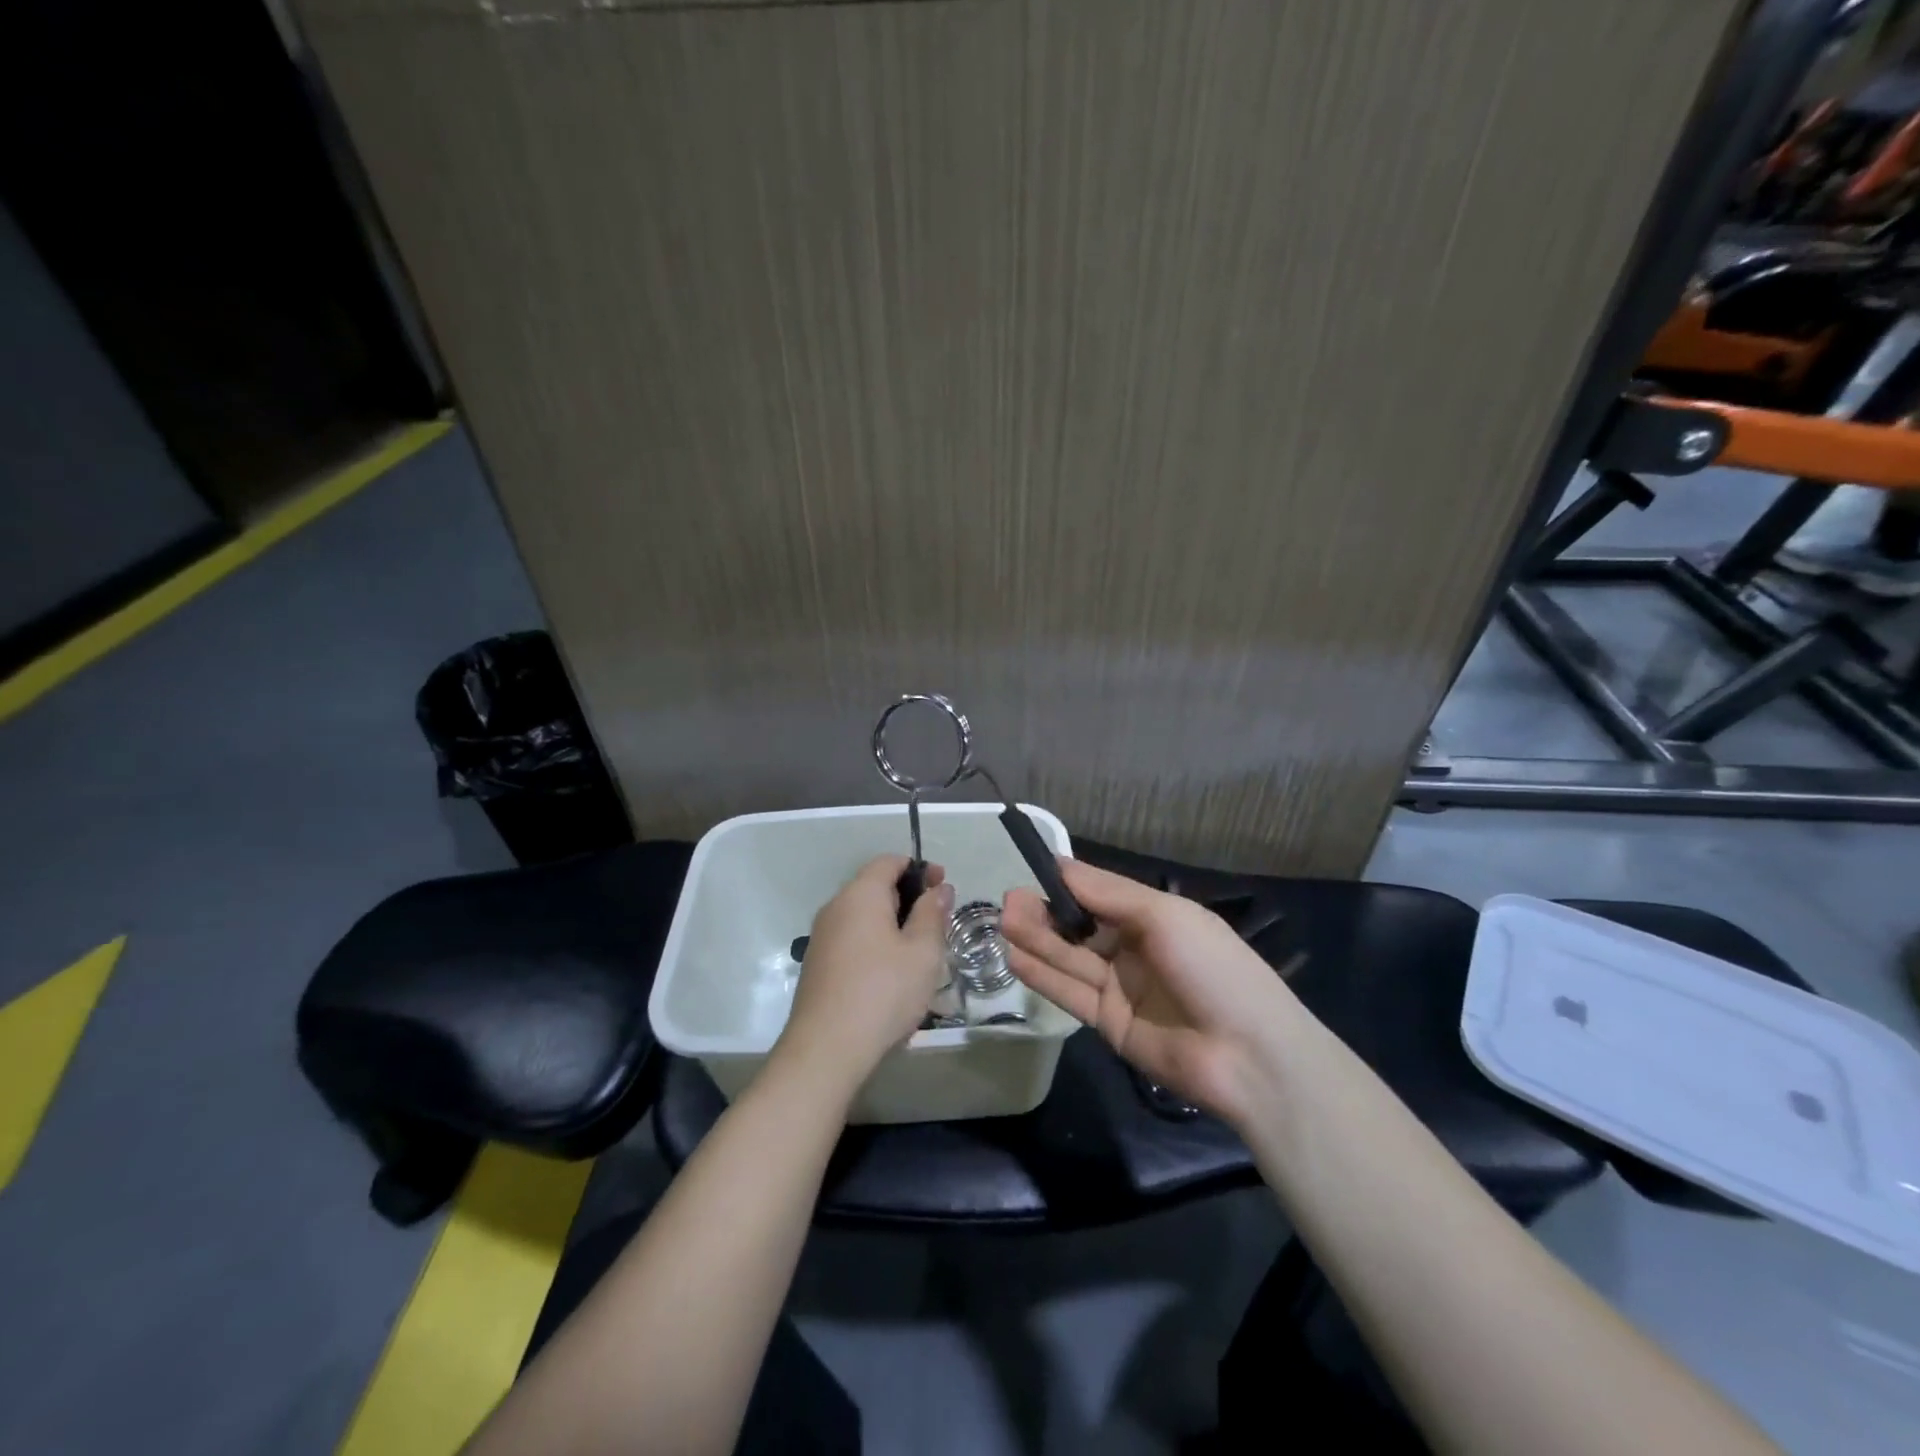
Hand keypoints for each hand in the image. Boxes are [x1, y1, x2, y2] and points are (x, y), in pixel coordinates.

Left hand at [775, 856, 954, 1096]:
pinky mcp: (818, 963)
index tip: (944, 888)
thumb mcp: (923, 952)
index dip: (920, 869)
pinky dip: (875, 942)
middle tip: (938, 923)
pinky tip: (891, 974)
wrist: (826, 1049)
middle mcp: (836, 907)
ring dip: (893, 923)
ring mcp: (822, 936)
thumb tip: (938, 888)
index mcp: (861, 894)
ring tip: (919, 952)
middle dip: (909, 897)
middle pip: (875, 886)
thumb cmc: (883, 992)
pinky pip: (852, 938)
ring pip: (863, 915)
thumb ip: (932, 913)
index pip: (889, 861)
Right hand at [1001, 859, 1305, 1128]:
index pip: (1100, 894)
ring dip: (1037, 940)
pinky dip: (1043, 975)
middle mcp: (1134, 948)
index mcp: (1154, 917)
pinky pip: (1071, 993)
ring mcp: (1121, 988)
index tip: (1030, 873)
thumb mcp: (1163, 916)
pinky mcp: (1109, 1023)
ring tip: (1003, 922)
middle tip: (1008, 902)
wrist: (1250, 1056)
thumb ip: (1107, 893)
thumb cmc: (1212, 968)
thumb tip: (1059, 865)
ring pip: (1070, 958)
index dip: (1066, 884)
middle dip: (1045, 913)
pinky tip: (1014, 956)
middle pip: (1080, 927)